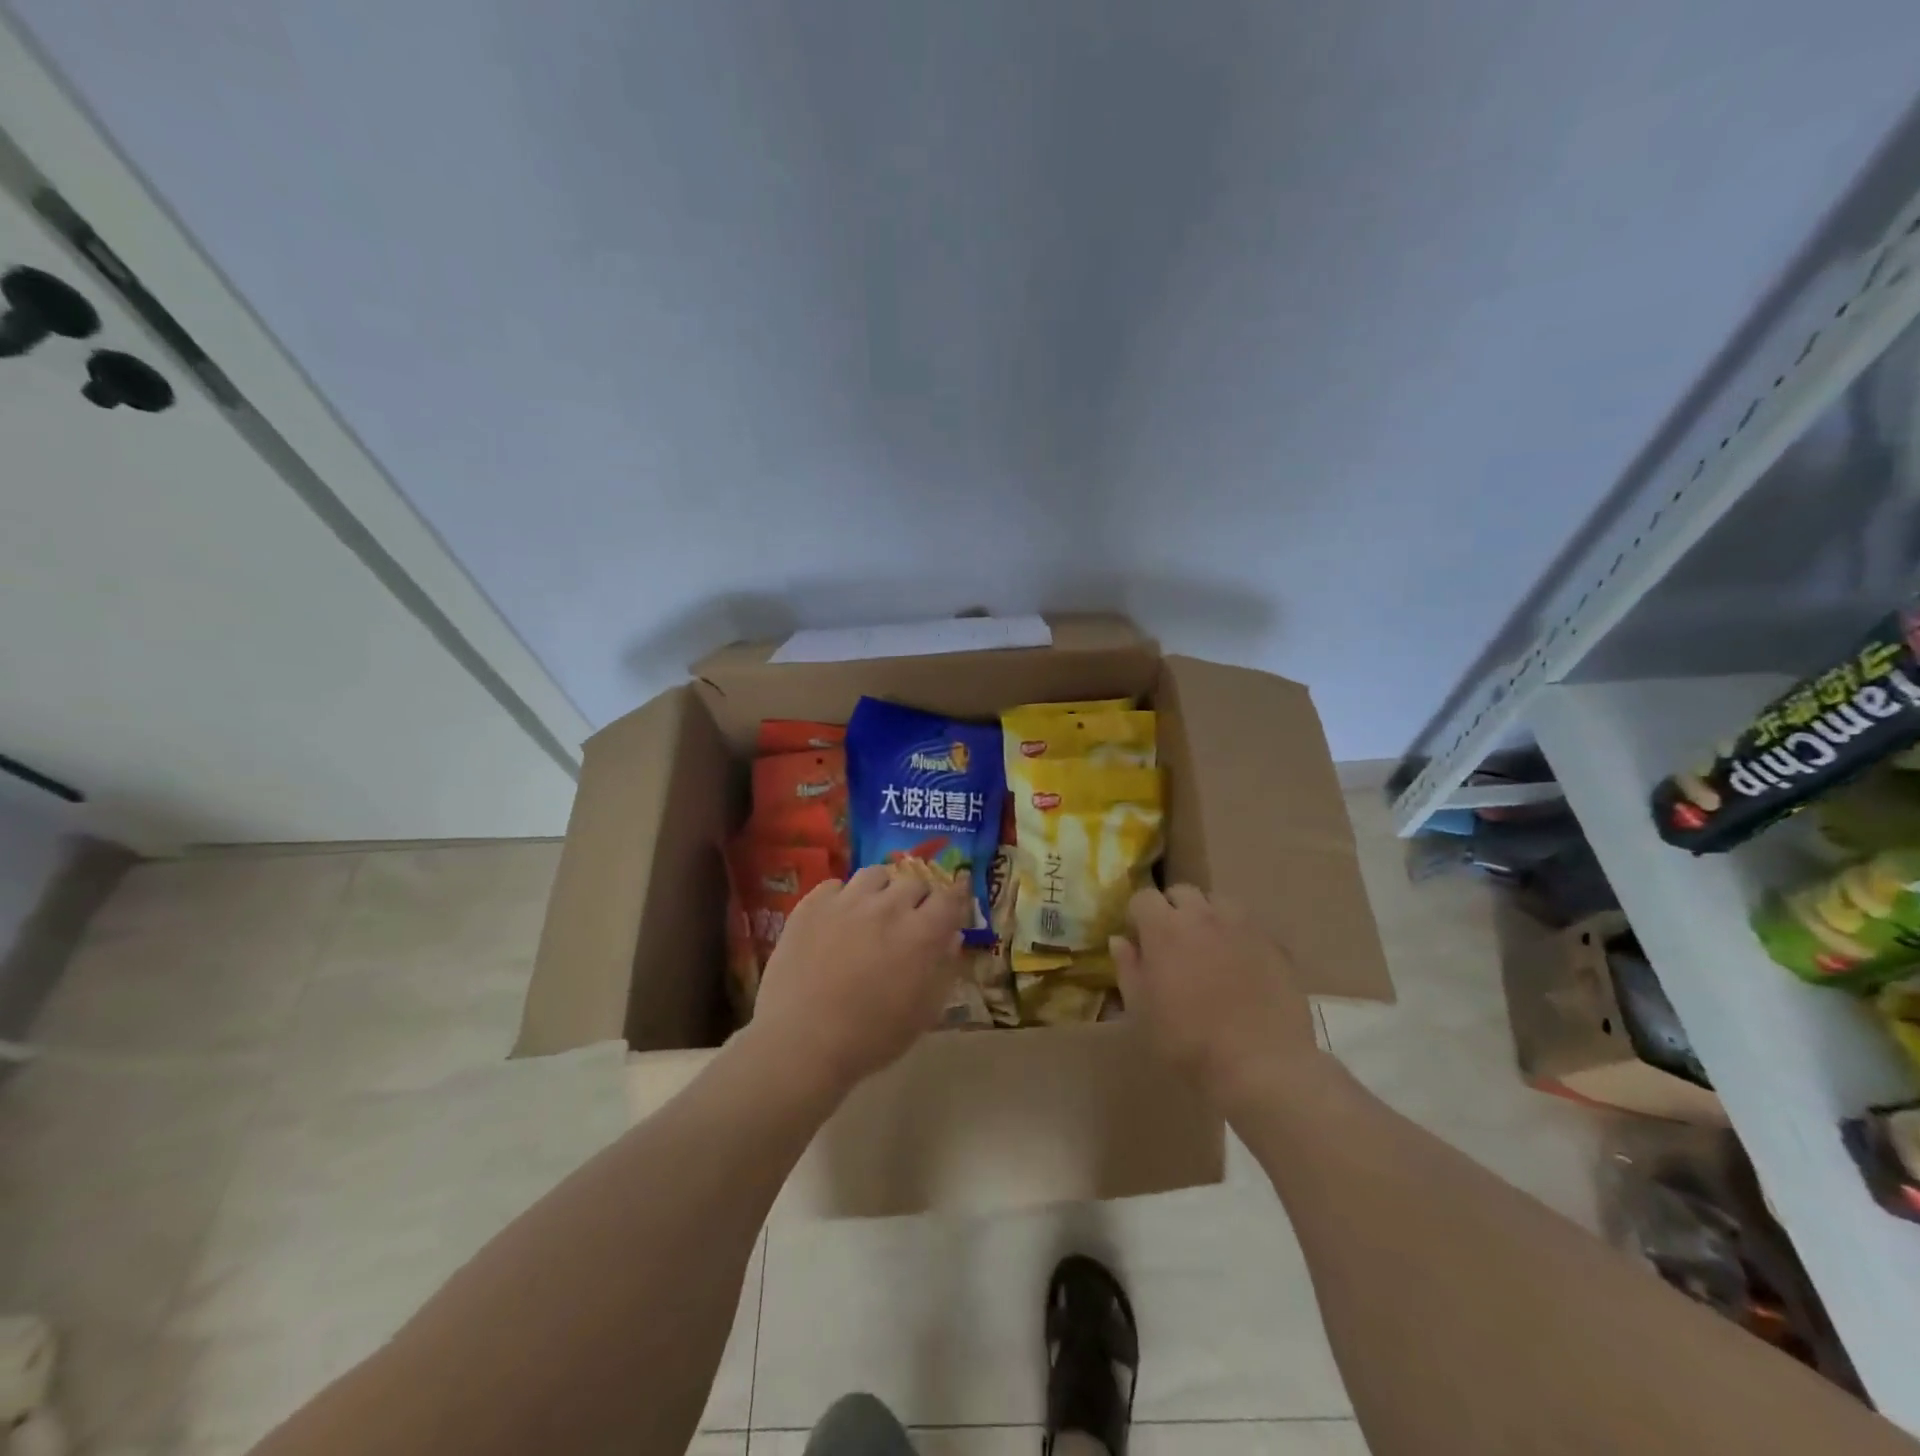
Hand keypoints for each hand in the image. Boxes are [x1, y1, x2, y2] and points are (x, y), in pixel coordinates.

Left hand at [749, 865, 969, 1095]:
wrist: (801, 1042)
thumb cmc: (871, 1037)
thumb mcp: (923, 1013)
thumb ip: (943, 969)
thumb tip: (951, 937)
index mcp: (922, 933)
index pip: (949, 897)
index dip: (952, 903)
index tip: (947, 914)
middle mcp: (888, 906)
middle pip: (913, 882)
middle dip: (917, 900)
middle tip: (907, 923)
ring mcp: (847, 901)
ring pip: (875, 874)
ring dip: (882, 890)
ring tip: (873, 911)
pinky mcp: (812, 905)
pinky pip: (835, 885)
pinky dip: (842, 897)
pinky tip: (836, 920)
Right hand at [1110, 885, 1323, 1109]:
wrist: (1259, 1067)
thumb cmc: (1188, 1042)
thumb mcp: (1141, 1011)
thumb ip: (1128, 968)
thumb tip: (1120, 940)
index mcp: (1164, 928)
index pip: (1143, 897)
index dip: (1137, 916)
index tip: (1139, 941)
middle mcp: (1203, 916)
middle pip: (1181, 892)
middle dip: (1171, 909)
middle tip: (1172, 943)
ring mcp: (1242, 927)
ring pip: (1218, 903)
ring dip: (1207, 917)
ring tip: (1208, 949)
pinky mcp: (1274, 945)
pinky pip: (1248, 927)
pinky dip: (1238, 937)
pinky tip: (1240, 968)